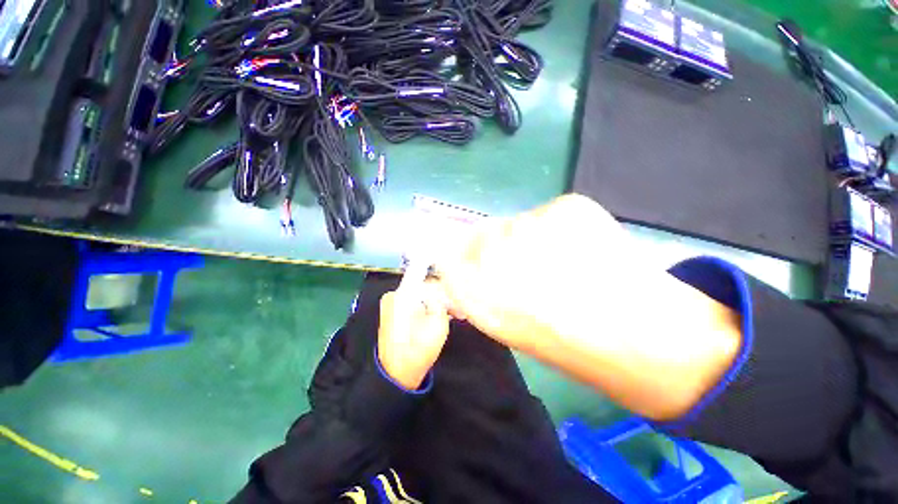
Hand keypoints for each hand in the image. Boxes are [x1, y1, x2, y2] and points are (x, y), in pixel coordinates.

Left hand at [377, 271, 450, 390]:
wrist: (396, 376)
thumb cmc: (418, 352)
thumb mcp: (438, 324)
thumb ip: (442, 301)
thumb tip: (443, 290)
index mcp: (402, 296)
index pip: (424, 274)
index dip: (440, 274)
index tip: (454, 280)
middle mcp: (394, 295)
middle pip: (425, 286)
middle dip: (443, 295)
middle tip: (459, 309)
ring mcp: (392, 304)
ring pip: (422, 295)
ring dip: (437, 303)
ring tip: (455, 315)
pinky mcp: (394, 312)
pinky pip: (416, 303)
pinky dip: (428, 308)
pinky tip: (443, 316)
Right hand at [436, 194, 639, 352]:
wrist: (642, 335)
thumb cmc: (565, 341)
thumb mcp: (501, 325)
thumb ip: (469, 292)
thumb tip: (454, 266)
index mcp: (476, 290)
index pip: (450, 255)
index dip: (463, 258)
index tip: (477, 264)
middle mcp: (493, 254)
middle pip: (482, 234)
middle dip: (498, 249)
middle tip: (529, 269)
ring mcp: (531, 225)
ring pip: (517, 222)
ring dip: (531, 239)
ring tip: (560, 263)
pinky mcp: (567, 207)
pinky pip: (549, 213)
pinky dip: (559, 228)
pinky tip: (582, 251)